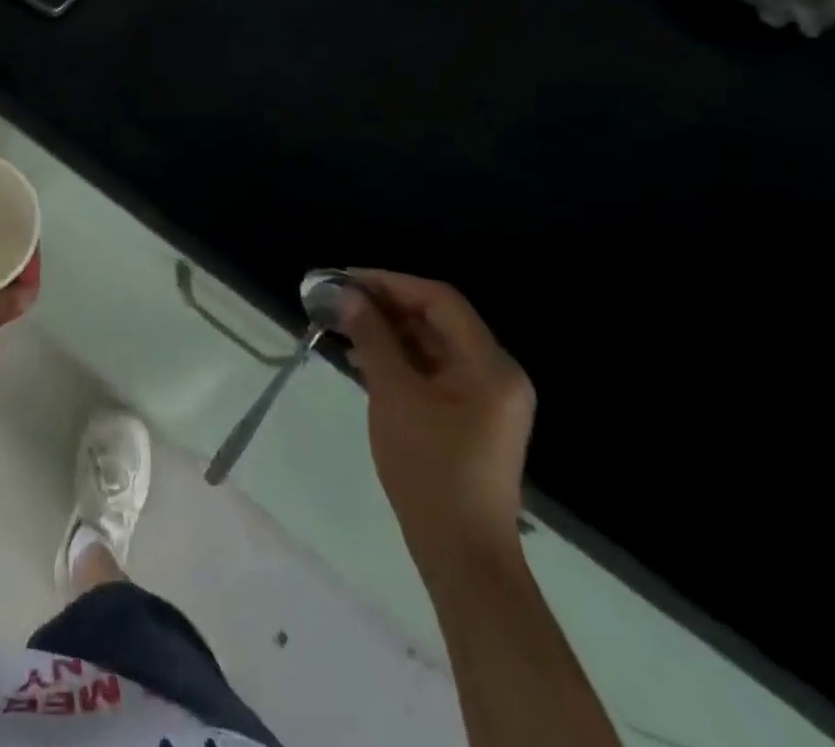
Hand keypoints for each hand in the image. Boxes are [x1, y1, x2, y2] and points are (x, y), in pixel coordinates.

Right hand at [338, 271, 534, 563]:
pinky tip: (362, 358)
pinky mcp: (470, 416)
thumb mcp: (394, 395)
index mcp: (489, 365)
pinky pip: (433, 369)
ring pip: (432, 343)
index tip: (346, 280)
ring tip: (342, 325)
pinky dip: (399, 357)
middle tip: (338, 301)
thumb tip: (347, 295)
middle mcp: (496, 373)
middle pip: (438, 319)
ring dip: (388, 331)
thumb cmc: (429, 468)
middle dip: (386, 305)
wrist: (461, 553)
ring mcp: (485, 397)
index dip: (391, 283)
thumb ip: (372, 337)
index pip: (439, 300)